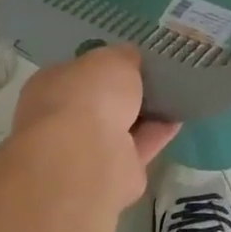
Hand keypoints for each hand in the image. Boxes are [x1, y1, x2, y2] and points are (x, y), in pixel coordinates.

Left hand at [12, 45, 179, 203]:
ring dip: (145, 113)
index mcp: (51, 86)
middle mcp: (63, 119)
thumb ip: (123, 58)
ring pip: (121, 126)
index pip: (78, 72)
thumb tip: (130, 59)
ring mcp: (86, 150)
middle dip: (125, 92)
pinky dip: (158, 132)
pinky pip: (139, 146)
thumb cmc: (89, 96)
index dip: (104, 65)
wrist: (86, 157)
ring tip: (175, 94)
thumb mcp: (112, 59)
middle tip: (157, 76)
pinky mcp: (113, 173)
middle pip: (100, 102)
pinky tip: (180, 116)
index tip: (132, 58)